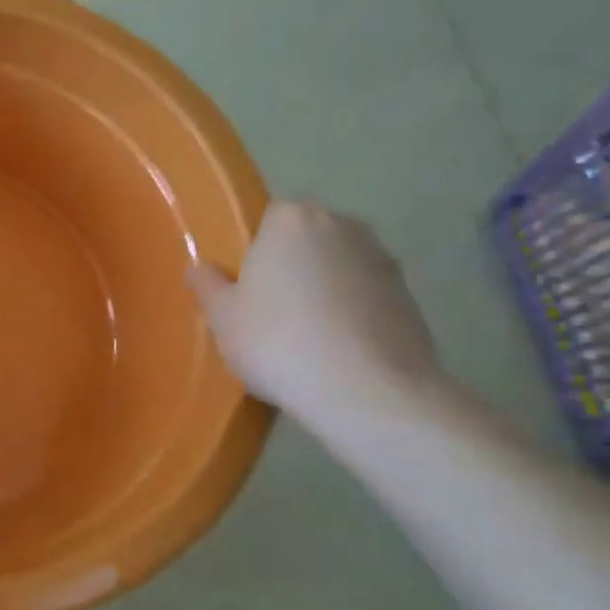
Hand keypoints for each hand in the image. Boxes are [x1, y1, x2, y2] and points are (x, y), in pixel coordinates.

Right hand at [186, 200, 441, 425]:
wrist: (367, 391)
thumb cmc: (277, 341)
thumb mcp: (221, 317)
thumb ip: (207, 285)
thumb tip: (200, 268)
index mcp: (292, 219)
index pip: (267, 218)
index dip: (253, 251)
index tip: (244, 285)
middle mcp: (342, 226)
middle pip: (305, 239)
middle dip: (290, 265)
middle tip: (267, 311)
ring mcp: (383, 260)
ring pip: (338, 267)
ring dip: (322, 289)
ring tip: (303, 337)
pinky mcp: (410, 297)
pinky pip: (364, 296)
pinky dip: (350, 314)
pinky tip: (334, 352)